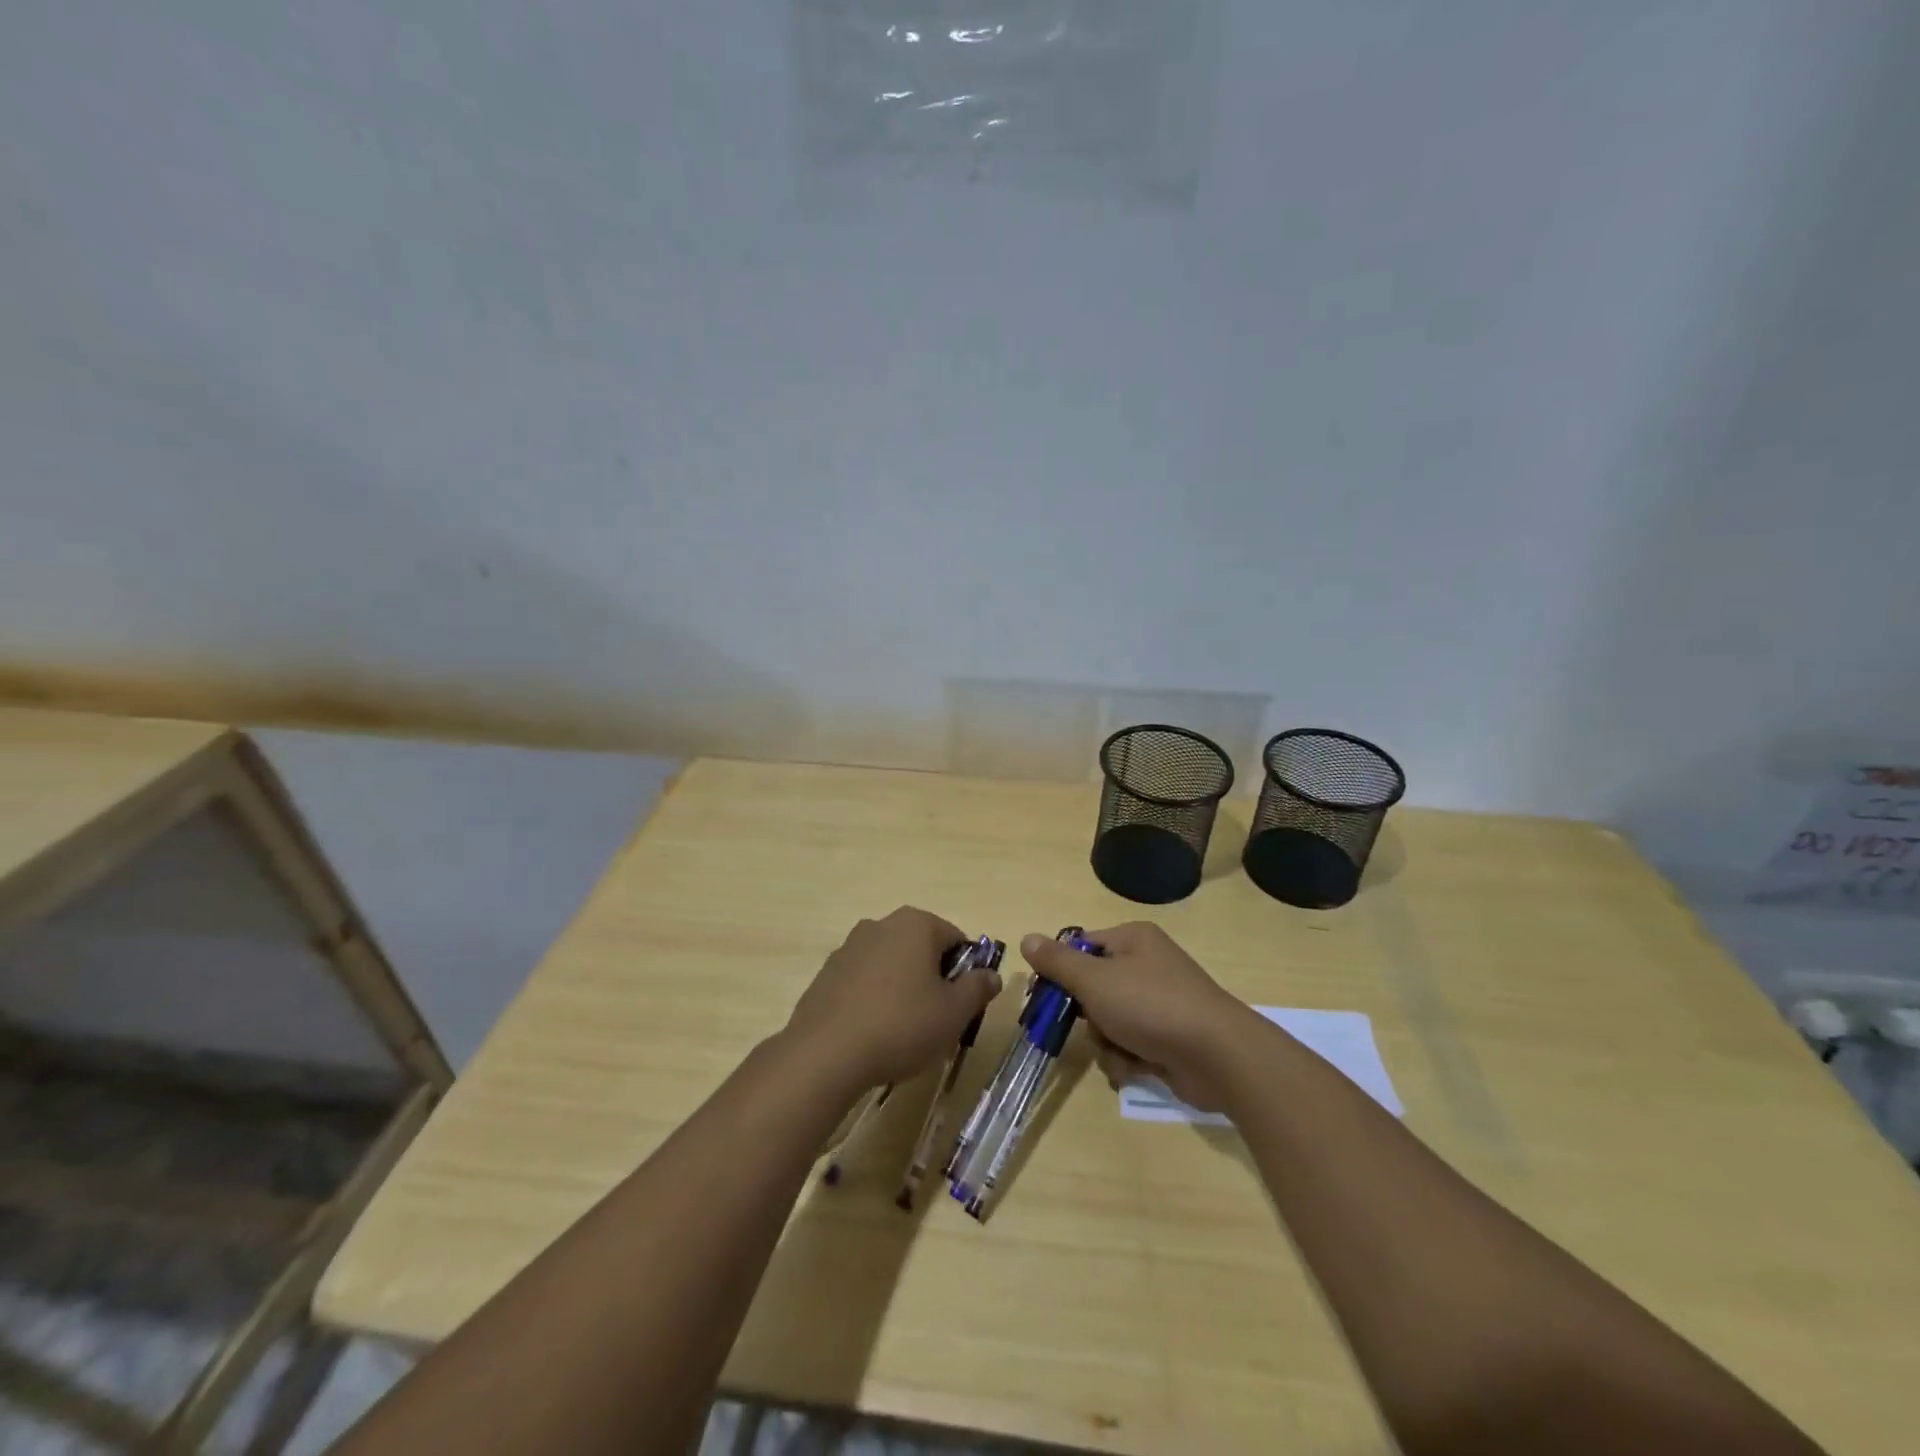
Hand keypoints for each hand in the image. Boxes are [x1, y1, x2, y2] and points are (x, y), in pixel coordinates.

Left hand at [785, 907, 1002, 1089]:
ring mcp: (849, 947)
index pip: (956, 939)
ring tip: (903, 1032)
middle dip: (933, 980)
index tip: (961, 1006)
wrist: (825, 1054)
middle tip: (936, 1021)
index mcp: (916, 924)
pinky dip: (874, 999)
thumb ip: (977, 989)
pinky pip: (864, 981)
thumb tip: (991, 975)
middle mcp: (881, 924)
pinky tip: (872, 1033)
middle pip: (922, 949)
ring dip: (903, 989)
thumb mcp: (954, 1013)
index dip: (966, 973)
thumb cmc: (901, 1025)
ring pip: (892, 965)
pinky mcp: (827, 973)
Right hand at [1018, 922, 1254, 1112]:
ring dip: (1105, 1041)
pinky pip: (1130, 1044)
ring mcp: (1160, 1004)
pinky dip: (1126, 1058)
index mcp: (1132, 940)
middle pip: (1093, 987)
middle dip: (1085, 1014)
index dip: (1059, 970)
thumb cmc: (1151, 1006)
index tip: (1039, 994)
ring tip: (1118, 1050)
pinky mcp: (1168, 1039)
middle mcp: (1147, 966)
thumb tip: (1027, 938)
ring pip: (1109, 1021)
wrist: (1218, 1056)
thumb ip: (1057, 962)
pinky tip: (1134, 1067)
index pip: (1081, 947)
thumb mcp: (1095, 980)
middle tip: (1078, 1027)